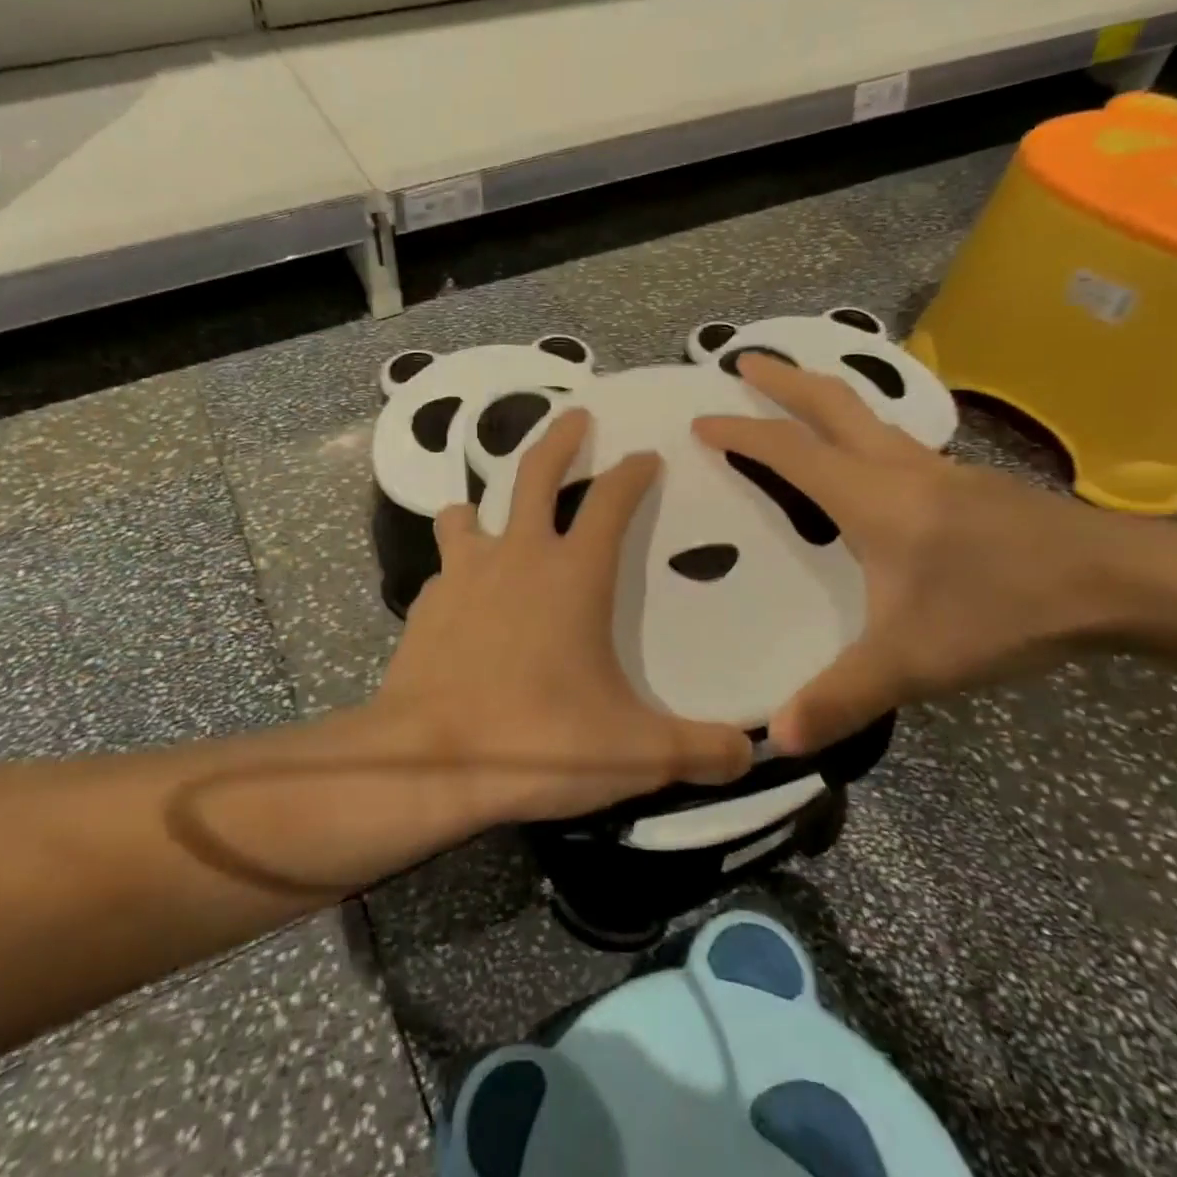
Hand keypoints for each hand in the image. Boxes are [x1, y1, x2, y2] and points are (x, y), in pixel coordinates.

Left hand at [376, 408, 753, 823]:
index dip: (633, 473)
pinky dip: (460, 570)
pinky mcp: (426, 604)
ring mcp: (463, 575)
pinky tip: (466, 598)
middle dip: (560, 439)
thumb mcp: (633, 753)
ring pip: (470, 512)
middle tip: (576, 415)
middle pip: (535, 473)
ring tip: (494, 512)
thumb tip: (750, 755)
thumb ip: (699, 750)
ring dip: (486, 503)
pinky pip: (447, 569)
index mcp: (573, 574)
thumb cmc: (537, 742)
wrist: (428, 762)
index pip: (612, 501)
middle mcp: (517, 556)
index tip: (646, 454)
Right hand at [694, 355, 1119, 755]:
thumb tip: (776, 740)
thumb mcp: (913, 662)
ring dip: (823, 398)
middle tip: (743, 360)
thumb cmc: (1004, 609)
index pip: (789, 451)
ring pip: (868, 416)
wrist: (1125, 585)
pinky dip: (859, 430)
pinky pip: (895, 441)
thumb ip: (842, 696)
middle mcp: (899, 468)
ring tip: (794, 398)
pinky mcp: (968, 485)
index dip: (740, 433)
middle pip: (832, 403)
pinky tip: (866, 461)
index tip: (700, 420)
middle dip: (783, 379)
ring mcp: (940, 471)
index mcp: (871, 496)